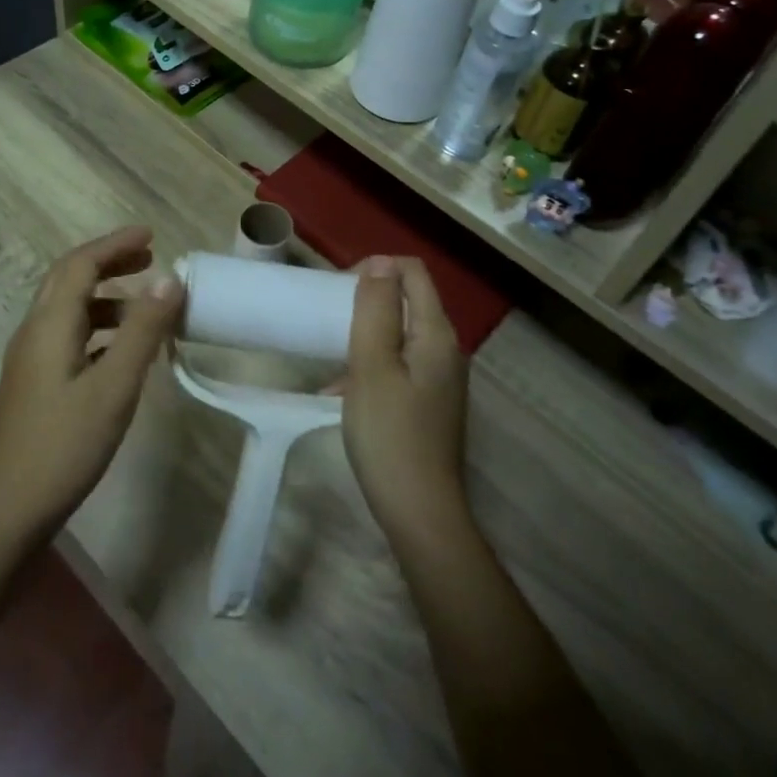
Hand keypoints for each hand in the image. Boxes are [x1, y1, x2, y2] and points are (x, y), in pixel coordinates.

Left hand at [0, 227, 182, 546]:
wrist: (9, 510)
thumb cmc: (65, 444)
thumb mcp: (114, 386)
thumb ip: (143, 331)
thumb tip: (170, 279)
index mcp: (50, 324)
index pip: (81, 264)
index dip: (115, 244)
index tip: (151, 235)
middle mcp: (34, 332)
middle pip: (69, 278)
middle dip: (108, 262)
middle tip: (148, 258)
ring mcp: (30, 359)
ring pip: (68, 309)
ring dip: (105, 296)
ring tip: (145, 307)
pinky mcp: (34, 383)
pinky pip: (68, 335)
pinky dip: (98, 326)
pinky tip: (120, 350)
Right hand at [335, 256, 470, 546]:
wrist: (420, 513)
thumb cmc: (390, 435)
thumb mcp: (372, 366)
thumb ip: (376, 311)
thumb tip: (380, 264)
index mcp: (437, 334)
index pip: (413, 273)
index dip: (377, 268)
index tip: (339, 290)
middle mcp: (446, 350)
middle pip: (408, 301)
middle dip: (367, 301)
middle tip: (330, 321)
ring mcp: (440, 379)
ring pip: (400, 335)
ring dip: (365, 335)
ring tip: (330, 356)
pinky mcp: (429, 404)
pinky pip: (399, 365)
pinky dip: (371, 366)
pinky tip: (341, 393)